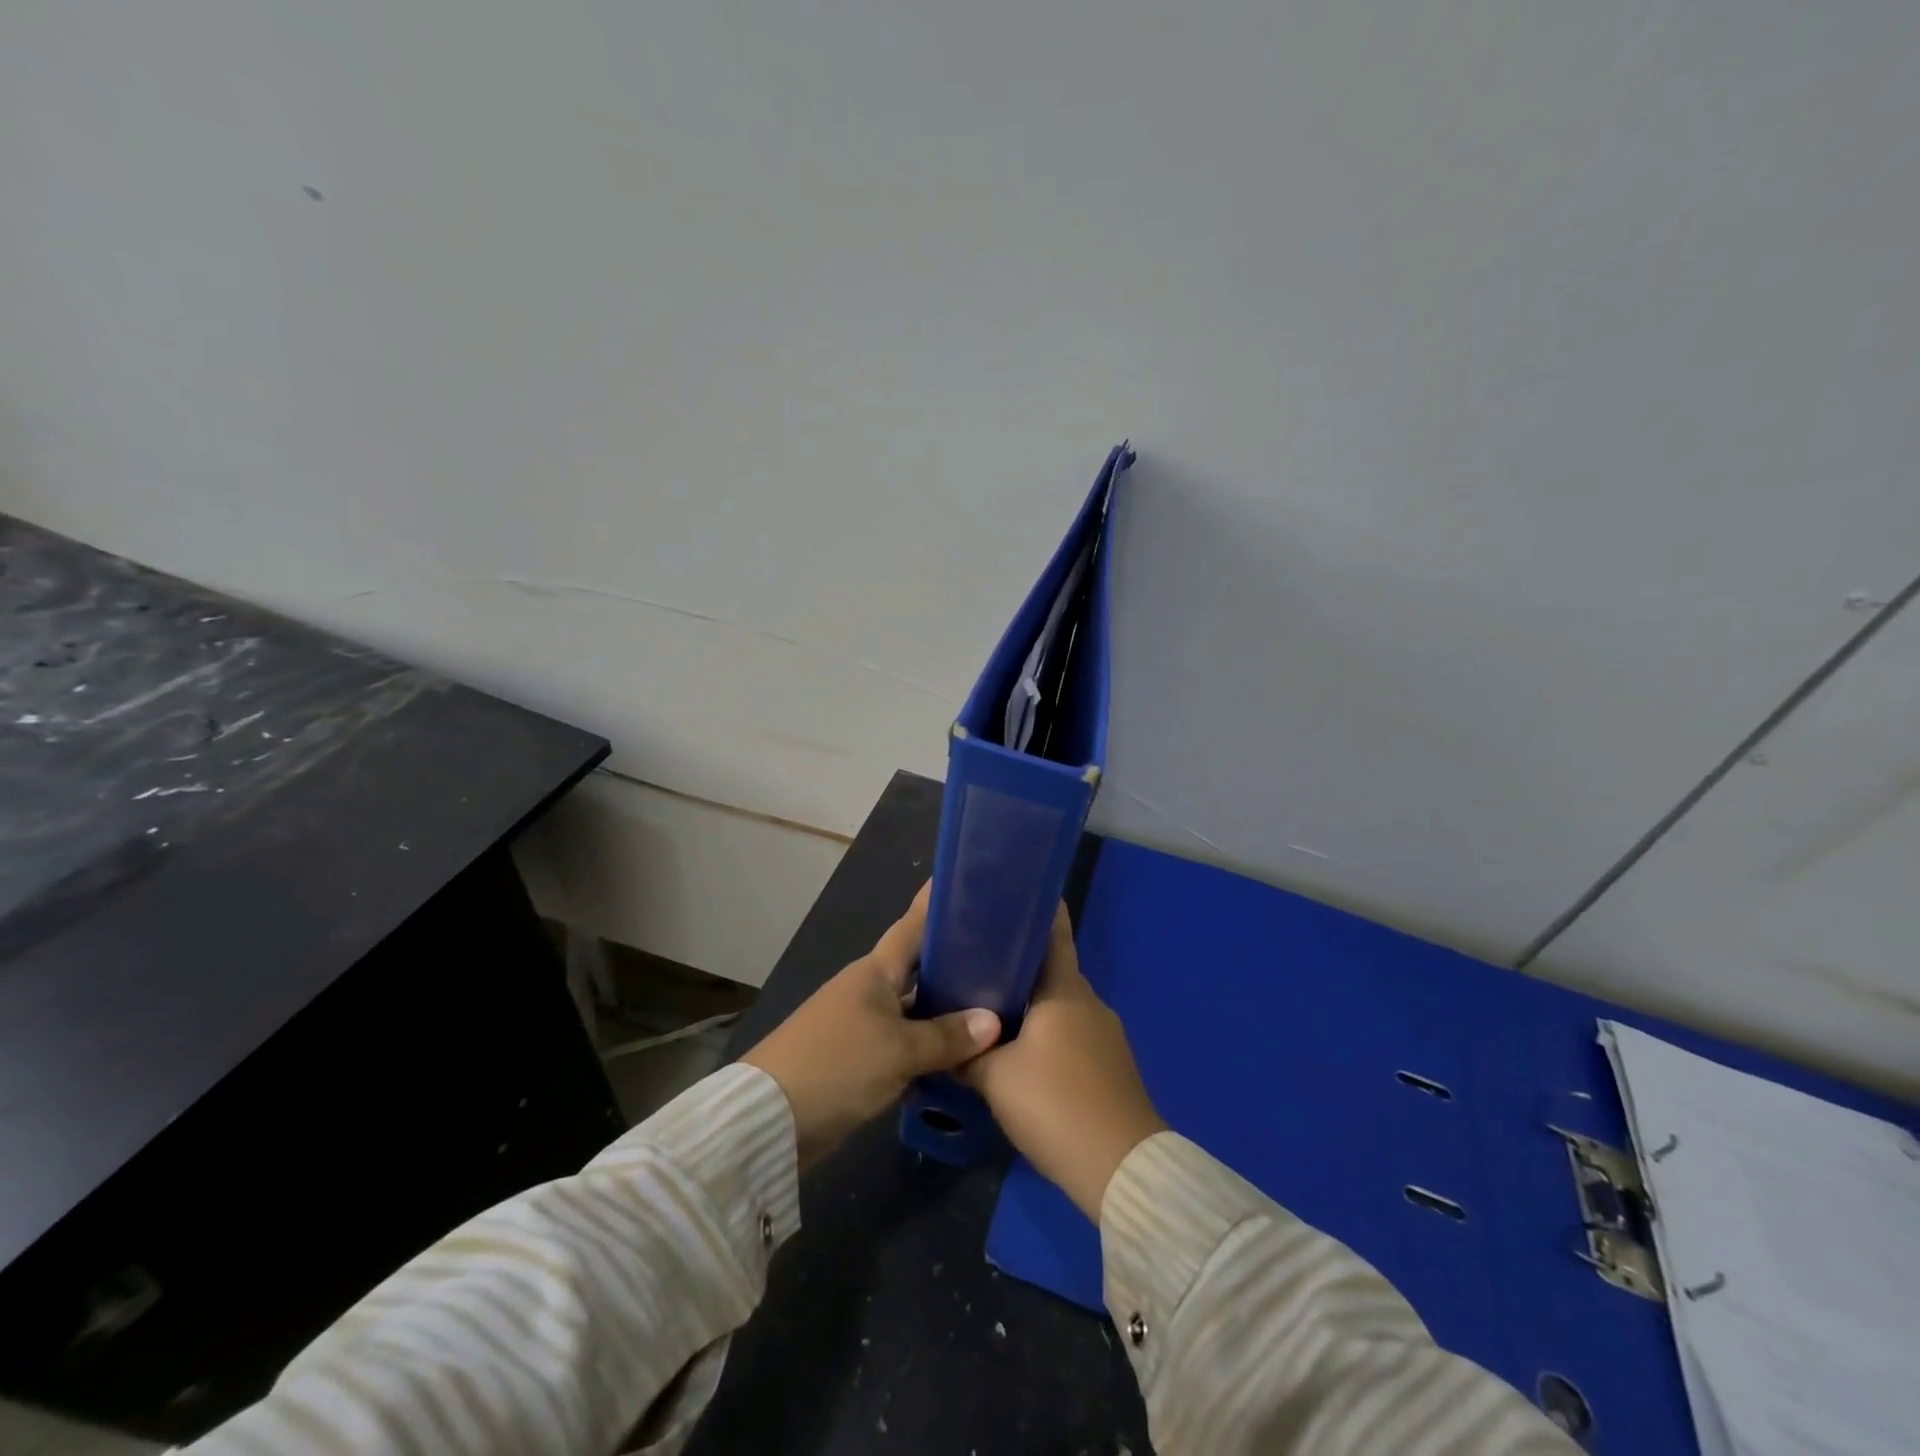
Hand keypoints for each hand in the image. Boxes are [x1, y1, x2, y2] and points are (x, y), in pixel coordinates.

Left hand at [743, 884, 1001, 1167]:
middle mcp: (867, 989)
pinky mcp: (857, 1059)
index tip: (967, 885)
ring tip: (994, 1006)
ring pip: (913, 1008)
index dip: (936, 906)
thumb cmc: (837, 1065)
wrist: (770, 1119)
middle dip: (954, 963)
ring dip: (945, 1009)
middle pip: (918, 969)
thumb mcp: (899, 1051)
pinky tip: (960, 1055)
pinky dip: (928, 1045)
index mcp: (874, 972)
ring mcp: (860, 1024)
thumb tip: (993, 1021)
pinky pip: (903, 1042)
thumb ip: (947, 1036)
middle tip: (1003, 958)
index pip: (913, 928)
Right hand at [960, 906, 1164, 1220]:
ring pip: (1060, 1006)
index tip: (1008, 896)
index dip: (1035, 910)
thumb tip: (942, 1041)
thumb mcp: (995, 1079)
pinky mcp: (1110, 1066)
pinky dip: (1046, 1033)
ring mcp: (1105, 1035)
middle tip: (975, 963)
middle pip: (1051, 971)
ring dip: (1030, 1004)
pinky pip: (1071, 1034)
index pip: (1053, 933)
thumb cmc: (1055, 1105)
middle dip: (1017, 964)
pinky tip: (1021, 1052)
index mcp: (1064, 991)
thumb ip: (965, 1054)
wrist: (1121, 1169)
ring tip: (989, 1008)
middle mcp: (1089, 1003)